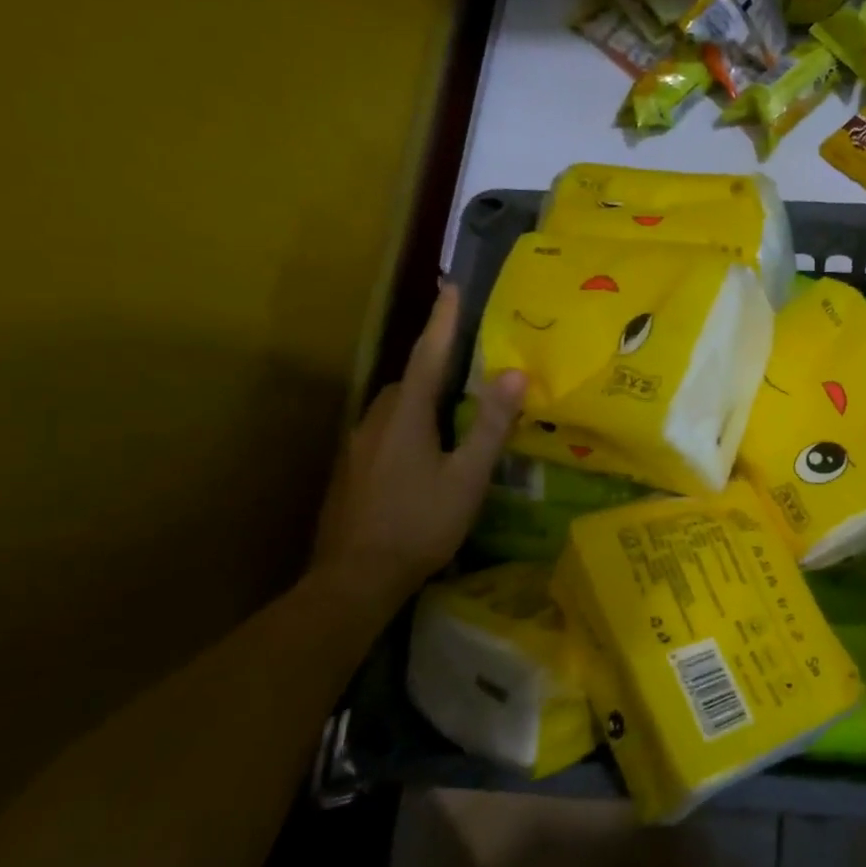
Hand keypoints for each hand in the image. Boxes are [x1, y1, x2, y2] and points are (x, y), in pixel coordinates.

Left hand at [311, 285, 525, 607]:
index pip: (428, 356)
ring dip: (422, 402)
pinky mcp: (351, 471)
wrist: (355, 578)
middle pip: (409, 382)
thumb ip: (491, 426)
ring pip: (395, 409)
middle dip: (436, 368)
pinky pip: (384, 432)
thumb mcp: (467, 477)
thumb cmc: (420, 524)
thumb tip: (514, 374)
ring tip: (454, 418)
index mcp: (406, 416)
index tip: (451, 288)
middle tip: (469, 371)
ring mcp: (357, 447)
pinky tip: (425, 458)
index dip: (442, 322)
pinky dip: (409, 429)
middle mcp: (375, 421)